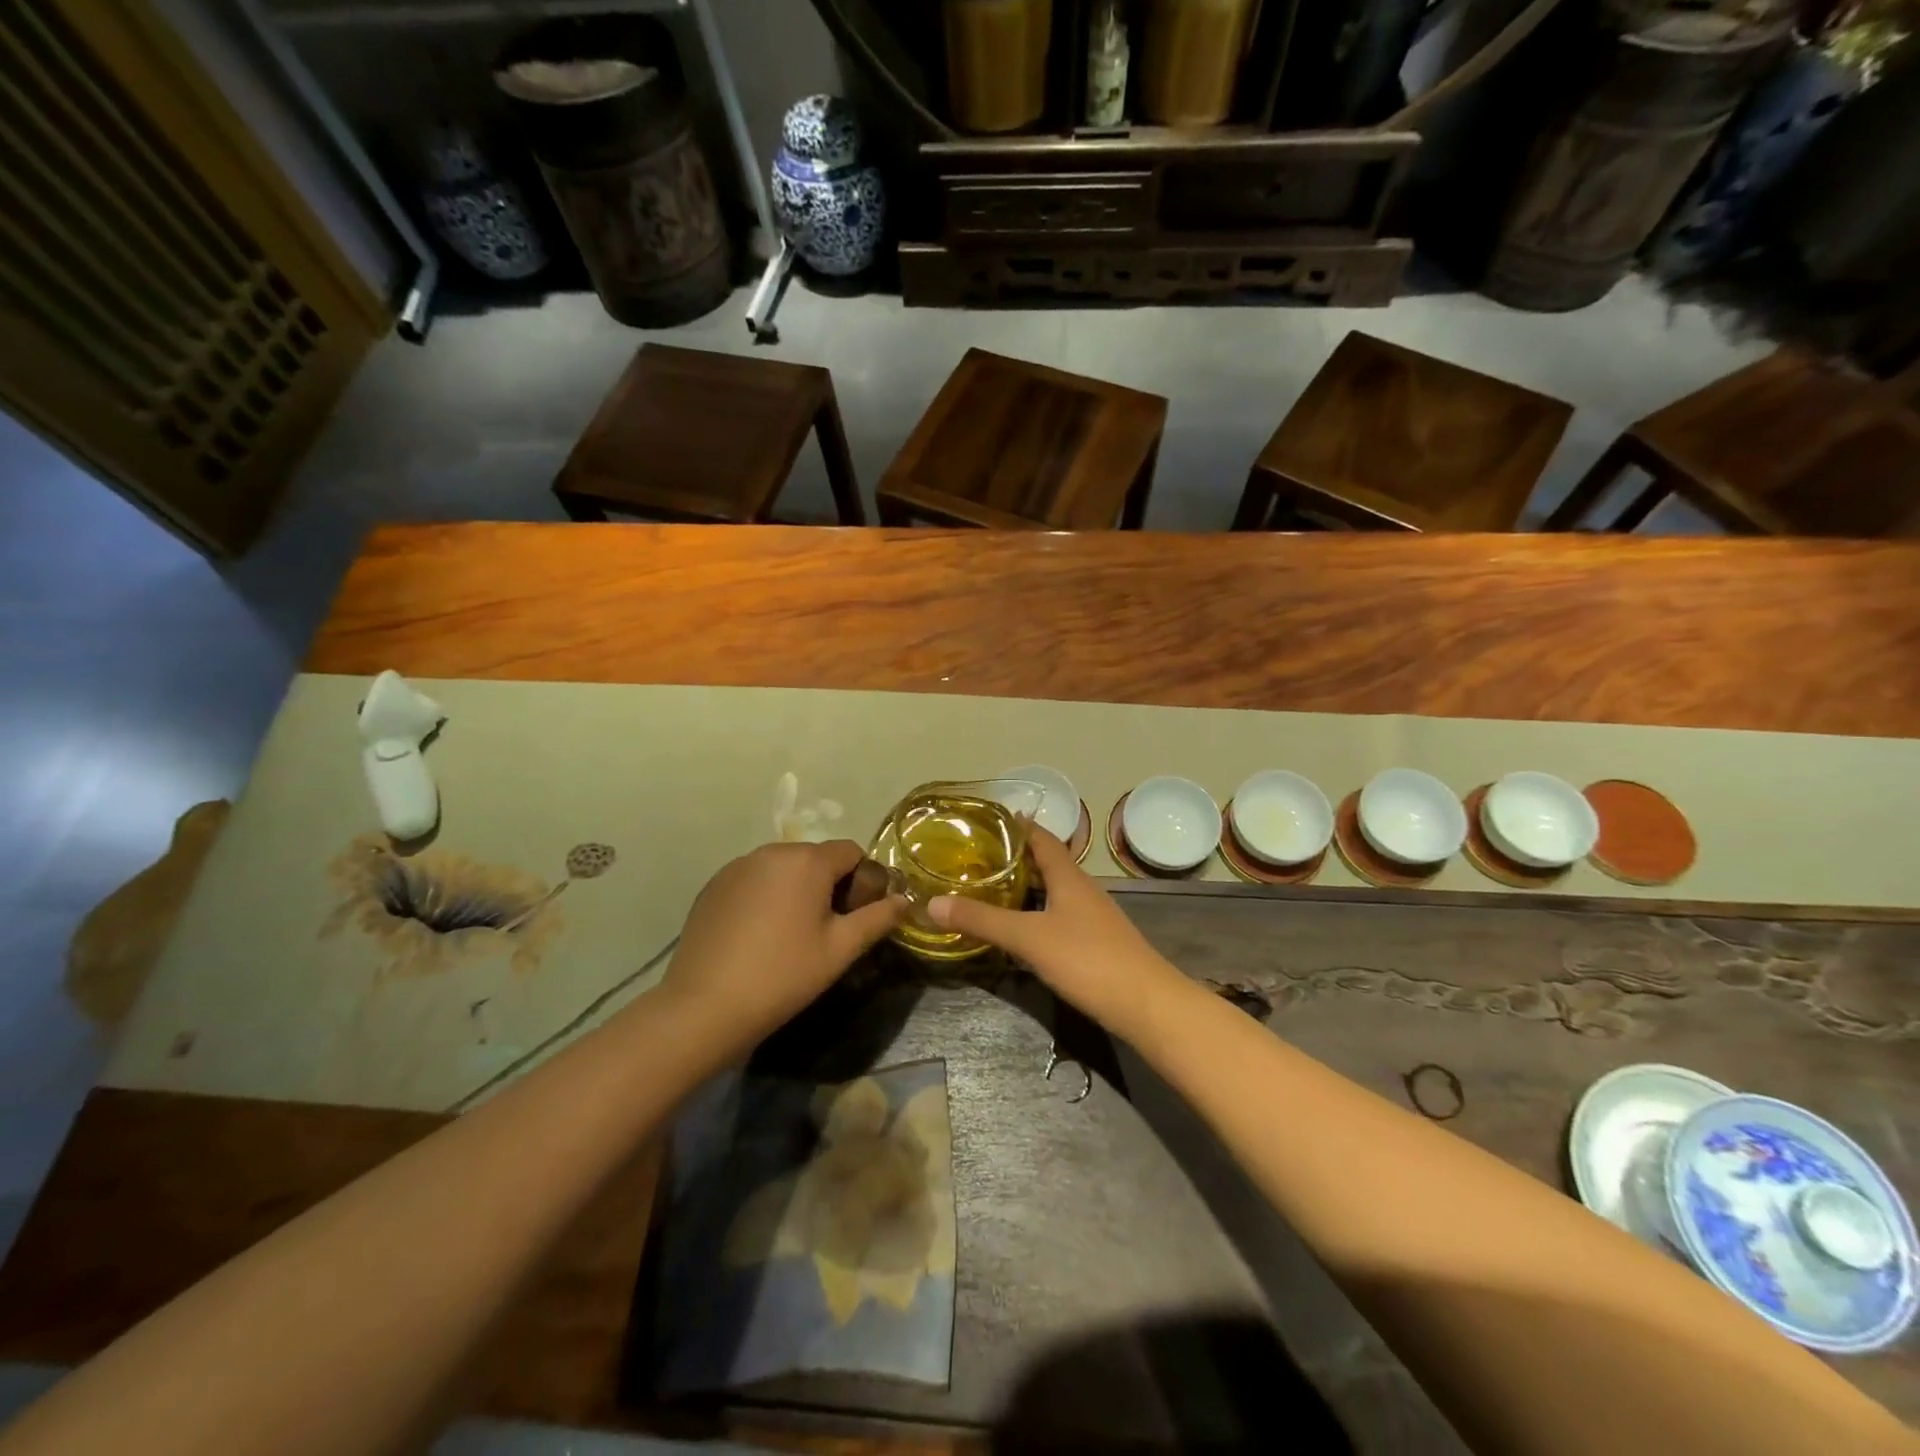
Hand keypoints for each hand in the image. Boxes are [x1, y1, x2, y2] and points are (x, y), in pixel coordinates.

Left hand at [662, 840, 905, 1053]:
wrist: (704, 1006)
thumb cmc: (784, 975)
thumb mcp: (840, 950)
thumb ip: (878, 918)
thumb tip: (904, 900)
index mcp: (807, 860)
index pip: (851, 852)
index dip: (862, 881)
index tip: (855, 918)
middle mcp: (771, 851)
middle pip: (816, 858)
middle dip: (829, 885)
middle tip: (825, 931)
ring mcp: (737, 866)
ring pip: (783, 869)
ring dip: (796, 890)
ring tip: (789, 935)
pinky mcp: (713, 886)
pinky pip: (754, 881)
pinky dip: (765, 897)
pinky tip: (757, 937)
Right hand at [928, 828, 1184, 1034]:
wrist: (1146, 1004)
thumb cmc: (1088, 959)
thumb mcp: (1028, 937)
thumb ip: (982, 920)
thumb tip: (933, 903)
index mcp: (1068, 876)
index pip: (1040, 838)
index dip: (1016, 826)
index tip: (984, 820)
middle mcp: (1081, 889)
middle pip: (1045, 863)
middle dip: (1013, 859)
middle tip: (973, 858)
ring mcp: (1091, 917)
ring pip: (1052, 892)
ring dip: (1024, 888)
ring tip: (988, 890)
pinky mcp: (1094, 943)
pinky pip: (1058, 916)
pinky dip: (1035, 914)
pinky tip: (1018, 930)